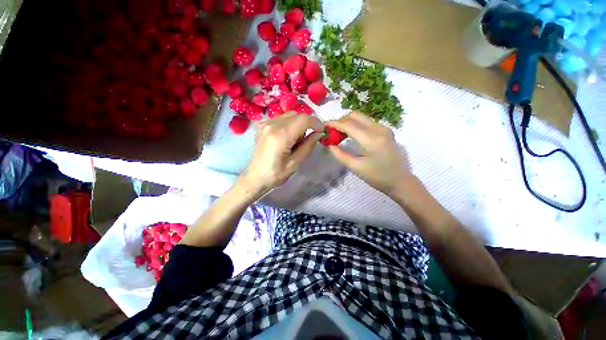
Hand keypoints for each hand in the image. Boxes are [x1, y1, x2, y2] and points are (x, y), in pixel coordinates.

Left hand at [239, 112, 323, 196]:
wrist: (255, 177)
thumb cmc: (276, 174)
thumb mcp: (296, 163)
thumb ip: (308, 145)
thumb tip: (319, 133)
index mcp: (281, 136)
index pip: (303, 119)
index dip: (316, 122)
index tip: (321, 131)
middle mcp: (272, 125)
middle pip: (297, 115)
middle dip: (307, 124)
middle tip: (307, 139)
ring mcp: (266, 123)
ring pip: (289, 115)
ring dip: (298, 124)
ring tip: (295, 140)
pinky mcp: (263, 125)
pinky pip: (281, 119)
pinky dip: (289, 124)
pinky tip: (287, 138)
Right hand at [326, 112, 412, 195]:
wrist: (400, 181)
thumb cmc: (377, 177)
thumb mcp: (355, 167)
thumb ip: (340, 154)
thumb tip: (329, 144)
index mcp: (372, 140)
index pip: (349, 125)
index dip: (334, 123)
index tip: (324, 125)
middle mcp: (379, 129)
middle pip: (355, 116)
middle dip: (341, 121)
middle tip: (332, 132)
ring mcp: (384, 128)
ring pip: (361, 117)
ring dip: (348, 122)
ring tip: (339, 134)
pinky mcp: (386, 130)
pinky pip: (367, 122)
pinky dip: (356, 125)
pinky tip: (351, 135)